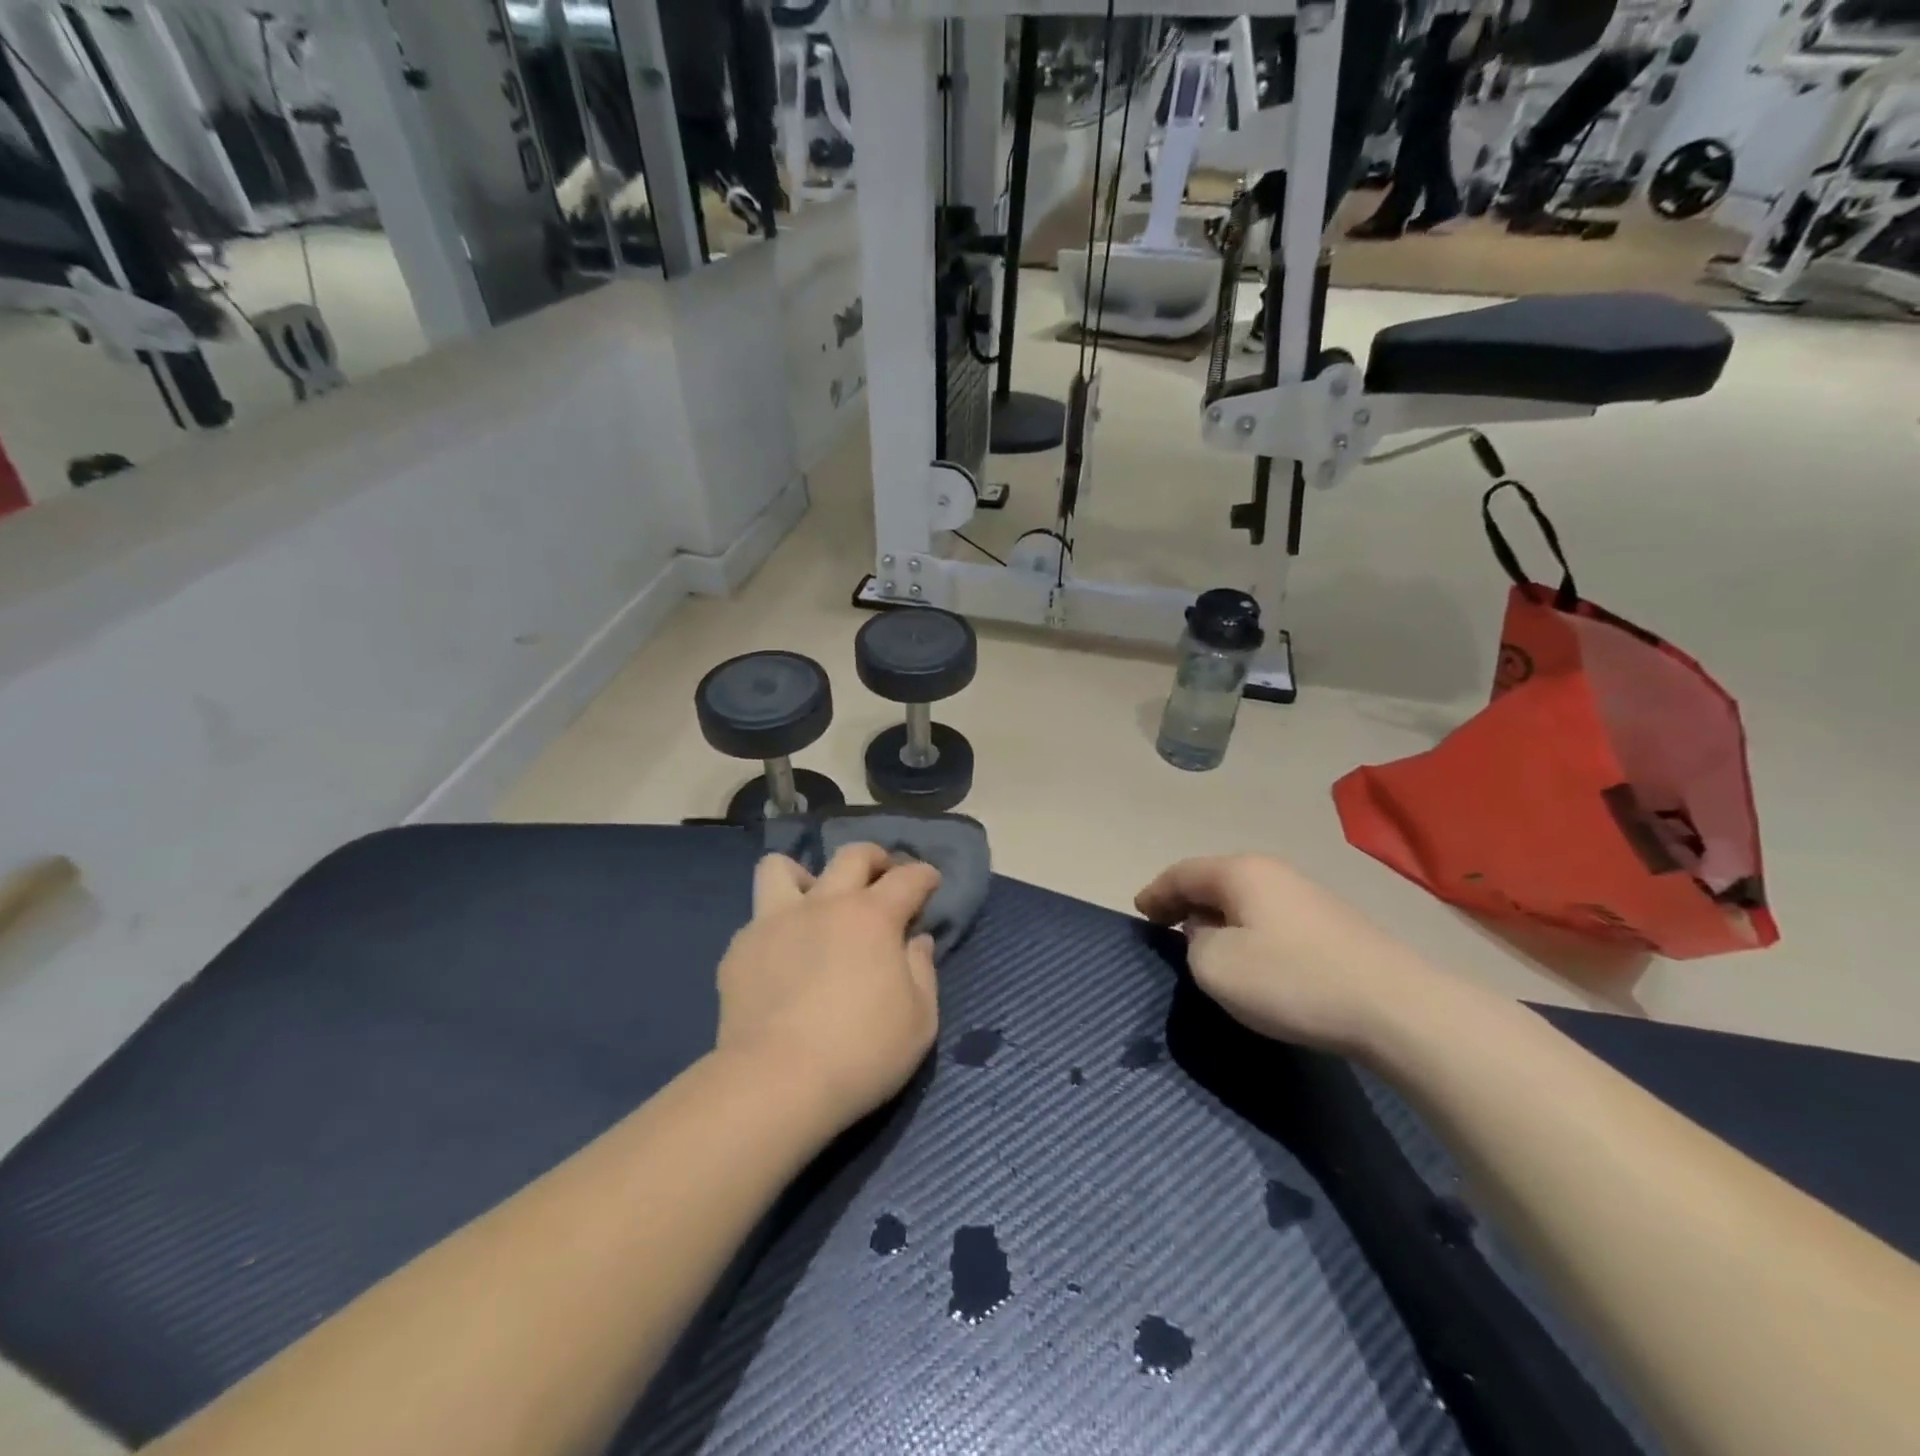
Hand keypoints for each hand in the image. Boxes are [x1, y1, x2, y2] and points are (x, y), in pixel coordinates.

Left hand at [715, 844, 941, 1132]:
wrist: (776, 1083)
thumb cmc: (862, 1053)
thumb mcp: (920, 1020)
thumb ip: (922, 970)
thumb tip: (916, 940)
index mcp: (872, 917)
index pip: (908, 878)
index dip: (924, 875)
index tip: (930, 882)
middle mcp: (824, 904)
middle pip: (852, 856)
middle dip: (876, 859)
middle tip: (882, 879)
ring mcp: (775, 921)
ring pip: (782, 868)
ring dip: (805, 877)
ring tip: (814, 903)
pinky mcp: (740, 948)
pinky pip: (758, 919)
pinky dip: (776, 928)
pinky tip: (783, 958)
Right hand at [1135, 855, 1438, 1055]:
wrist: (1395, 1007)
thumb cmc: (1292, 980)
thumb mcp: (1216, 966)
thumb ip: (1194, 943)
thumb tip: (1206, 933)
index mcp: (1240, 873)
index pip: (1182, 873)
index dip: (1155, 892)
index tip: (1138, 911)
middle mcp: (1273, 872)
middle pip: (1214, 880)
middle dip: (1185, 901)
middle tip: (1164, 925)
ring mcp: (1307, 895)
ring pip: (1245, 898)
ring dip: (1217, 916)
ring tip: (1202, 942)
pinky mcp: (1332, 924)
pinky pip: (1270, 916)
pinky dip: (1246, 928)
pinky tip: (1251, 955)